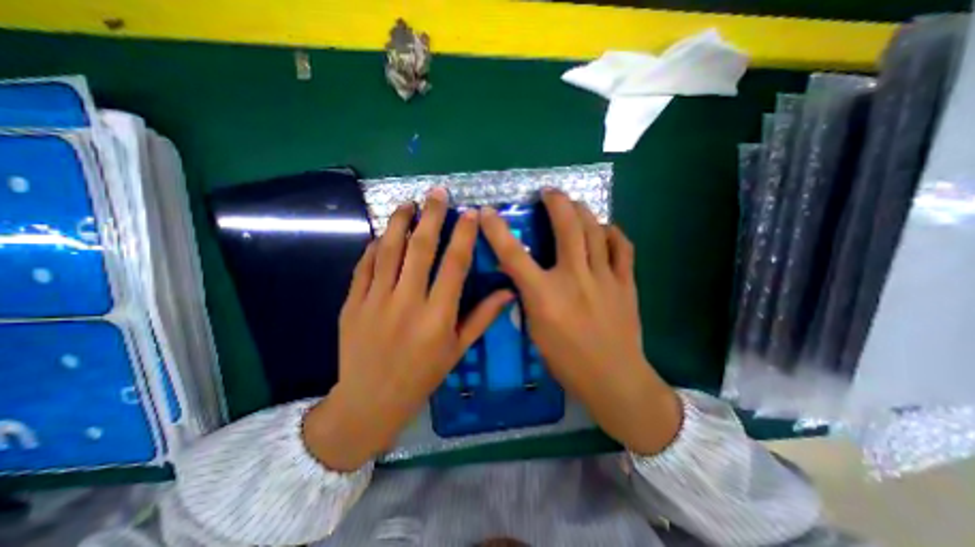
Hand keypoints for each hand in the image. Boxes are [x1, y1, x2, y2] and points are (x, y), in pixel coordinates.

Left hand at [305, 188, 512, 469]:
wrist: (371, 400)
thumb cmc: (422, 375)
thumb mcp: (457, 349)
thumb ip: (482, 317)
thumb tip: (508, 291)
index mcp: (438, 315)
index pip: (455, 264)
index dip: (464, 235)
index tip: (470, 212)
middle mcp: (407, 301)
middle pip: (421, 248)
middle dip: (432, 216)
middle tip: (437, 192)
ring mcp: (375, 300)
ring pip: (389, 250)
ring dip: (400, 222)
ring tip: (408, 203)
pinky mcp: (352, 303)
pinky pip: (364, 266)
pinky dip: (374, 247)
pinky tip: (383, 235)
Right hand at [480, 191, 679, 454]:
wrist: (615, 379)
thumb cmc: (568, 361)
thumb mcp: (535, 332)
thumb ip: (529, 299)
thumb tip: (524, 278)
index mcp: (545, 295)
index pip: (514, 255)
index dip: (497, 230)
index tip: (487, 212)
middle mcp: (574, 278)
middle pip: (566, 228)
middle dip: (556, 202)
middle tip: (549, 191)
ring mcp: (604, 278)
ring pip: (595, 230)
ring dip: (583, 211)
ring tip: (575, 203)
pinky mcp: (625, 283)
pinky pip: (622, 247)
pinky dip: (612, 233)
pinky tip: (605, 229)